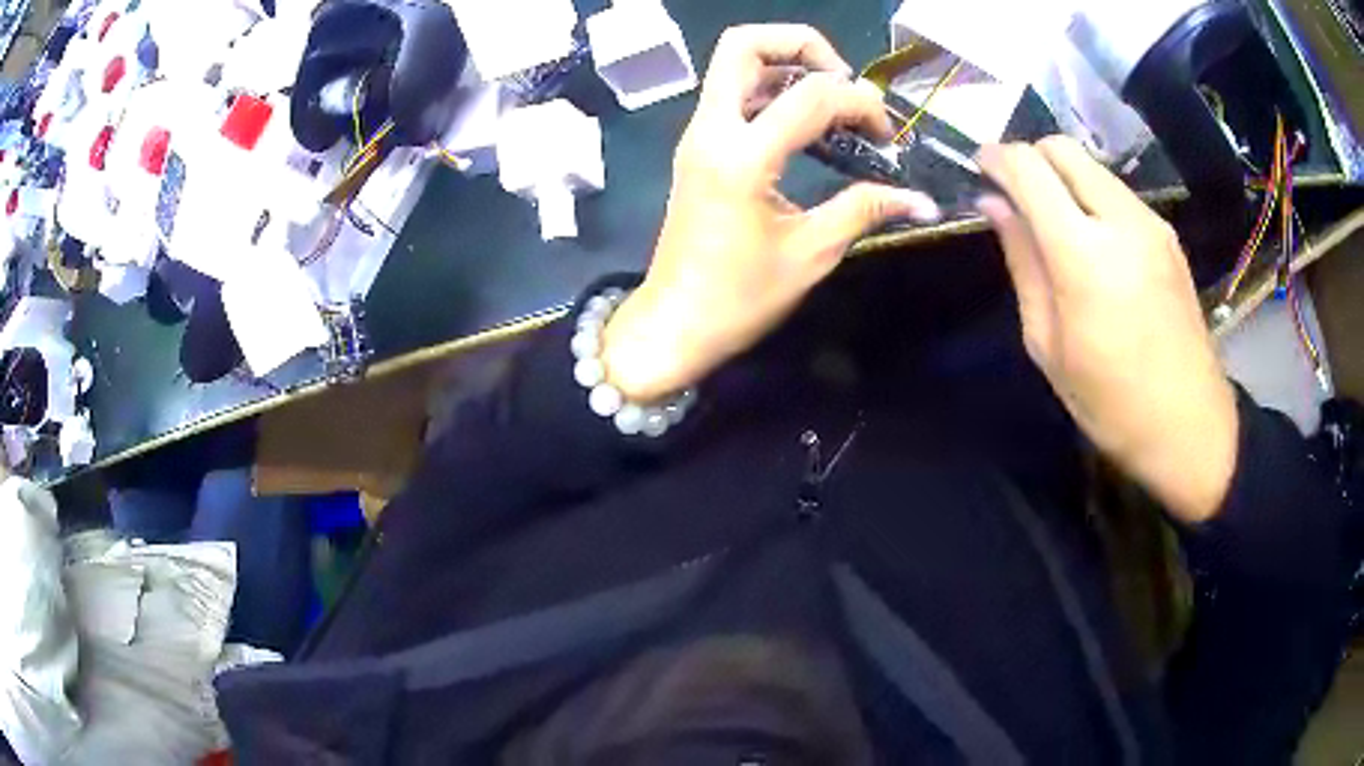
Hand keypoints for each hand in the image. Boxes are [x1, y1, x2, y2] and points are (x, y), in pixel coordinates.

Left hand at [602, 24, 938, 400]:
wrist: (675, 323)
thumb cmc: (740, 298)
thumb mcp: (812, 253)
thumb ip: (865, 209)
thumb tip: (921, 200)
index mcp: (742, 157)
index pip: (811, 94)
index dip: (860, 102)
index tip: (886, 135)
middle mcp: (711, 130)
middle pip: (744, 44)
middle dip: (803, 45)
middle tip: (843, 84)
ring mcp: (698, 134)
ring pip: (734, 63)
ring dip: (787, 65)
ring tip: (832, 105)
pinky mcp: (697, 146)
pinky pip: (732, 93)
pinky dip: (771, 90)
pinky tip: (807, 126)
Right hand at [977, 136, 1236, 523]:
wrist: (1190, 425)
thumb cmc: (1110, 402)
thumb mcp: (1048, 344)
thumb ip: (1022, 263)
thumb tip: (994, 207)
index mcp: (1084, 254)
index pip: (1029, 169)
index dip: (996, 159)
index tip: (980, 169)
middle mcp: (1121, 220)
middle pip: (1063, 148)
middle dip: (1029, 157)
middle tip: (1014, 193)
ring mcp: (1151, 223)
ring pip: (1092, 167)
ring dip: (1063, 177)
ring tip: (1053, 221)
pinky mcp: (1168, 235)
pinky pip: (1118, 192)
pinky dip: (1092, 197)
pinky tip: (1092, 240)